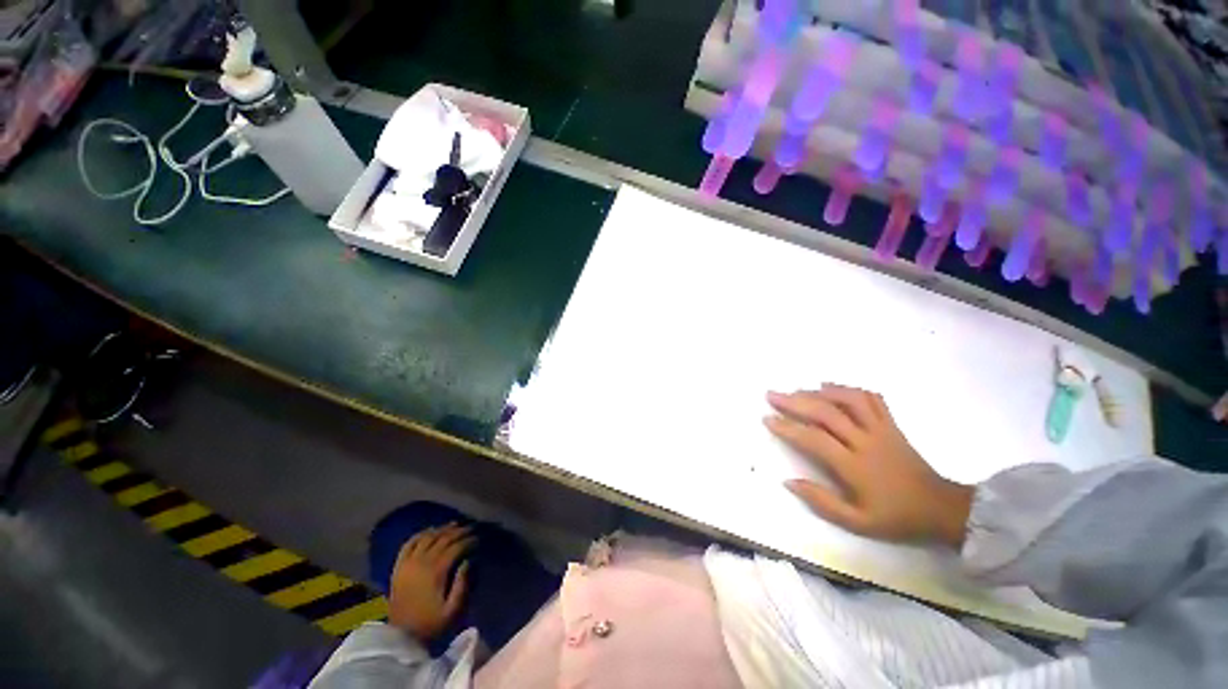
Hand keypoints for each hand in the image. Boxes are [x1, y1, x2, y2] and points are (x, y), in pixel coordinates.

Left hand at [388, 523, 474, 640]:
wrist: (400, 637)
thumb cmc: (430, 624)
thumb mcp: (453, 610)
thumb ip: (462, 585)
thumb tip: (468, 561)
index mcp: (436, 571)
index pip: (456, 547)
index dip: (468, 540)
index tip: (478, 538)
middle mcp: (422, 562)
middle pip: (443, 538)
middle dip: (459, 531)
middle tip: (470, 528)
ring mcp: (408, 563)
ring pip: (427, 537)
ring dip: (442, 529)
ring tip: (454, 526)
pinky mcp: (398, 567)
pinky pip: (409, 544)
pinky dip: (420, 534)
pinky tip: (429, 531)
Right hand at [765, 385, 973, 547]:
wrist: (941, 508)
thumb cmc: (896, 517)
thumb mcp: (857, 522)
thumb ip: (821, 502)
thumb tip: (788, 482)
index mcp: (855, 466)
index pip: (814, 439)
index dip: (788, 427)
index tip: (767, 418)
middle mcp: (865, 441)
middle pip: (826, 413)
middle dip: (794, 401)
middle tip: (772, 395)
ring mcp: (881, 429)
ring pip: (847, 400)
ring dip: (818, 392)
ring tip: (797, 389)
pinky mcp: (892, 424)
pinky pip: (870, 398)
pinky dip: (848, 389)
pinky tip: (830, 386)